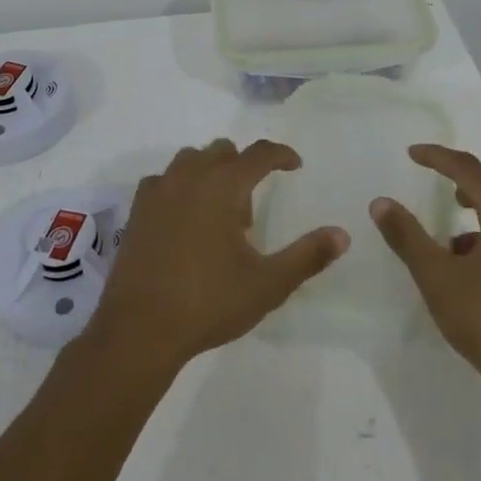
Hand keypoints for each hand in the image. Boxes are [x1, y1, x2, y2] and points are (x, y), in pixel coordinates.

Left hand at [84, 139, 348, 375]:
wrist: (139, 329)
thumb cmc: (208, 302)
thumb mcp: (267, 284)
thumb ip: (307, 256)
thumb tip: (342, 235)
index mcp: (223, 185)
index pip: (259, 153)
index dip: (281, 155)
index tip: (295, 165)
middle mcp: (190, 176)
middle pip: (223, 151)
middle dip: (243, 167)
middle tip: (251, 207)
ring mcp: (158, 189)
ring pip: (191, 160)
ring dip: (211, 172)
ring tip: (218, 214)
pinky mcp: (137, 209)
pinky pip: (165, 180)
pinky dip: (181, 187)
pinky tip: (185, 220)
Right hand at [370, 145, 480, 403]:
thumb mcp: (437, 278)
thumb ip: (407, 237)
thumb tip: (381, 202)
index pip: (467, 169)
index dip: (437, 157)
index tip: (412, 153)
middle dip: (465, 183)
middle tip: (440, 189)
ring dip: (480, 213)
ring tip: (452, 238)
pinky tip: (475, 270)